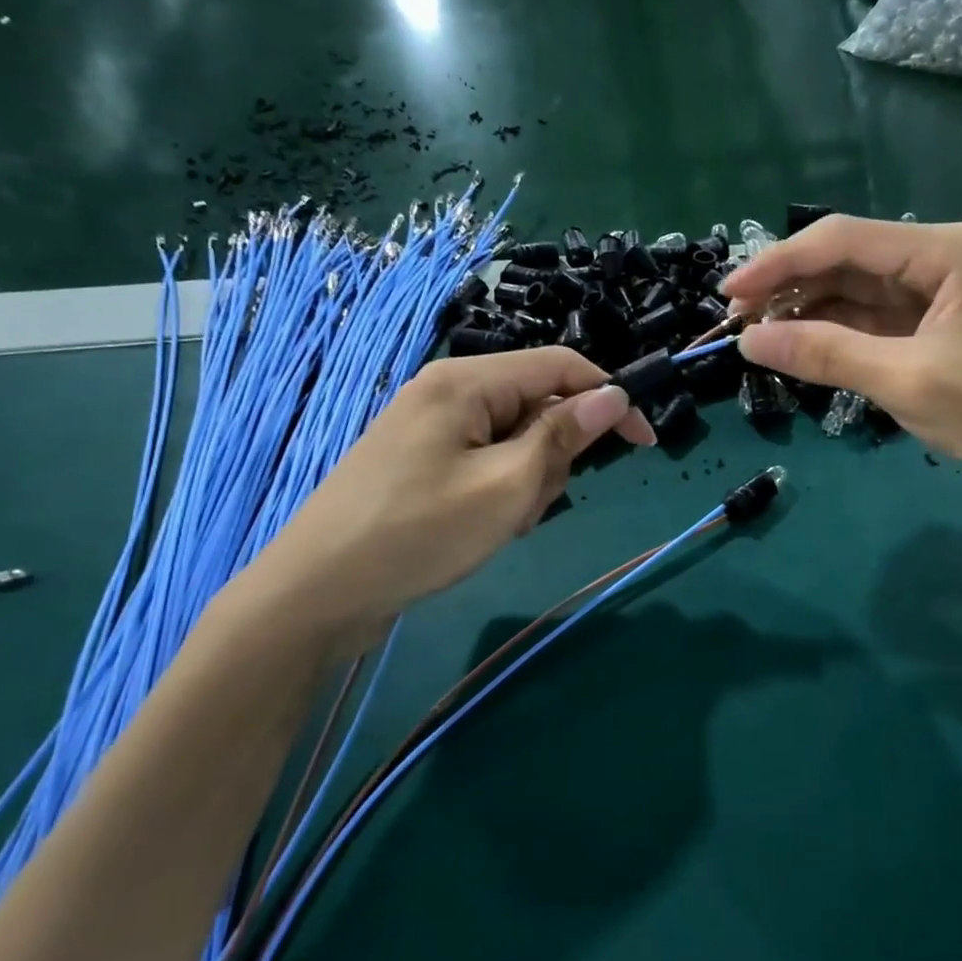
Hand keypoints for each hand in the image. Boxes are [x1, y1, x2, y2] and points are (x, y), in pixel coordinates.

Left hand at [235, 348, 653, 658]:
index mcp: (466, 381)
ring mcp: (430, 427)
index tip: (644, 444)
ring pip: (514, 438)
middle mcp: (447, 391)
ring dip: (527, 479)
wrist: (317, 593)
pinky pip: (485, 459)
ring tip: (501, 522)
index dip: (611, 398)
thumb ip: (563, 435)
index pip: (561, 366)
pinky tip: (480, 525)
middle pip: (537, 404)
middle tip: (530, 504)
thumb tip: (613, 395)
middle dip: (554, 454)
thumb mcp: (507, 486)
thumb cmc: (419, 534)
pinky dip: (499, 489)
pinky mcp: (421, 460)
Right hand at [722, 215, 961, 517]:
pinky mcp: (928, 332)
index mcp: (943, 251)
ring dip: (805, 311)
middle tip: (736, 319)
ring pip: (852, 292)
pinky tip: (795, 346)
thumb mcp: (904, 380)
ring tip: (755, 334)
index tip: (728, 292)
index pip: (844, 241)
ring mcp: (933, 297)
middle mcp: (937, 261)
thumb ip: (825, 353)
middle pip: (845, 262)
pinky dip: (831, 334)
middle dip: (789, 288)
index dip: (779, 263)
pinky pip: (867, 322)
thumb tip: (750, 340)